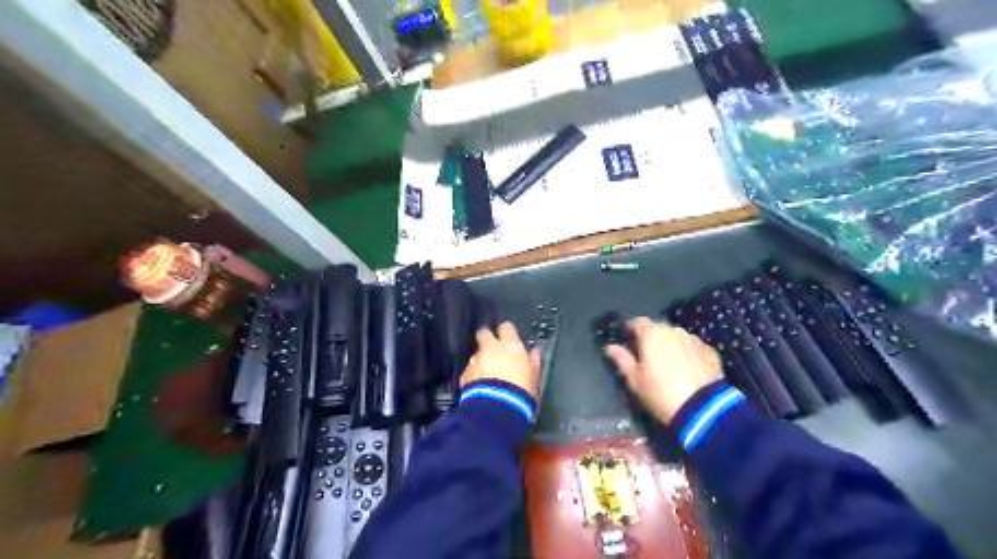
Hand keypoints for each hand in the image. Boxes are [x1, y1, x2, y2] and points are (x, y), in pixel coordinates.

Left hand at [462, 320, 541, 398]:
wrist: (497, 408)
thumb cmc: (521, 390)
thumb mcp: (534, 375)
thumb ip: (533, 359)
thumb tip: (534, 350)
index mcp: (510, 345)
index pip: (506, 327)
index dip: (506, 332)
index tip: (508, 338)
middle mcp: (490, 348)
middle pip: (484, 333)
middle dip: (486, 338)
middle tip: (492, 349)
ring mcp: (475, 361)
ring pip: (476, 354)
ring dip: (480, 360)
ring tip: (487, 375)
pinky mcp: (465, 375)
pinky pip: (469, 371)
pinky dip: (474, 376)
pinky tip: (479, 387)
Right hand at [603, 319, 721, 422]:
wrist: (702, 408)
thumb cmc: (660, 392)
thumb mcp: (635, 379)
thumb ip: (622, 359)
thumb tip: (610, 347)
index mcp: (651, 333)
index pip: (637, 322)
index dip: (631, 329)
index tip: (627, 339)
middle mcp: (673, 330)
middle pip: (658, 328)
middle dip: (652, 338)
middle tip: (647, 355)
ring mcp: (694, 339)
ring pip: (677, 337)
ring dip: (671, 345)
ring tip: (669, 364)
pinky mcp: (710, 351)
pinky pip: (693, 348)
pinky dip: (688, 354)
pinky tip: (688, 370)